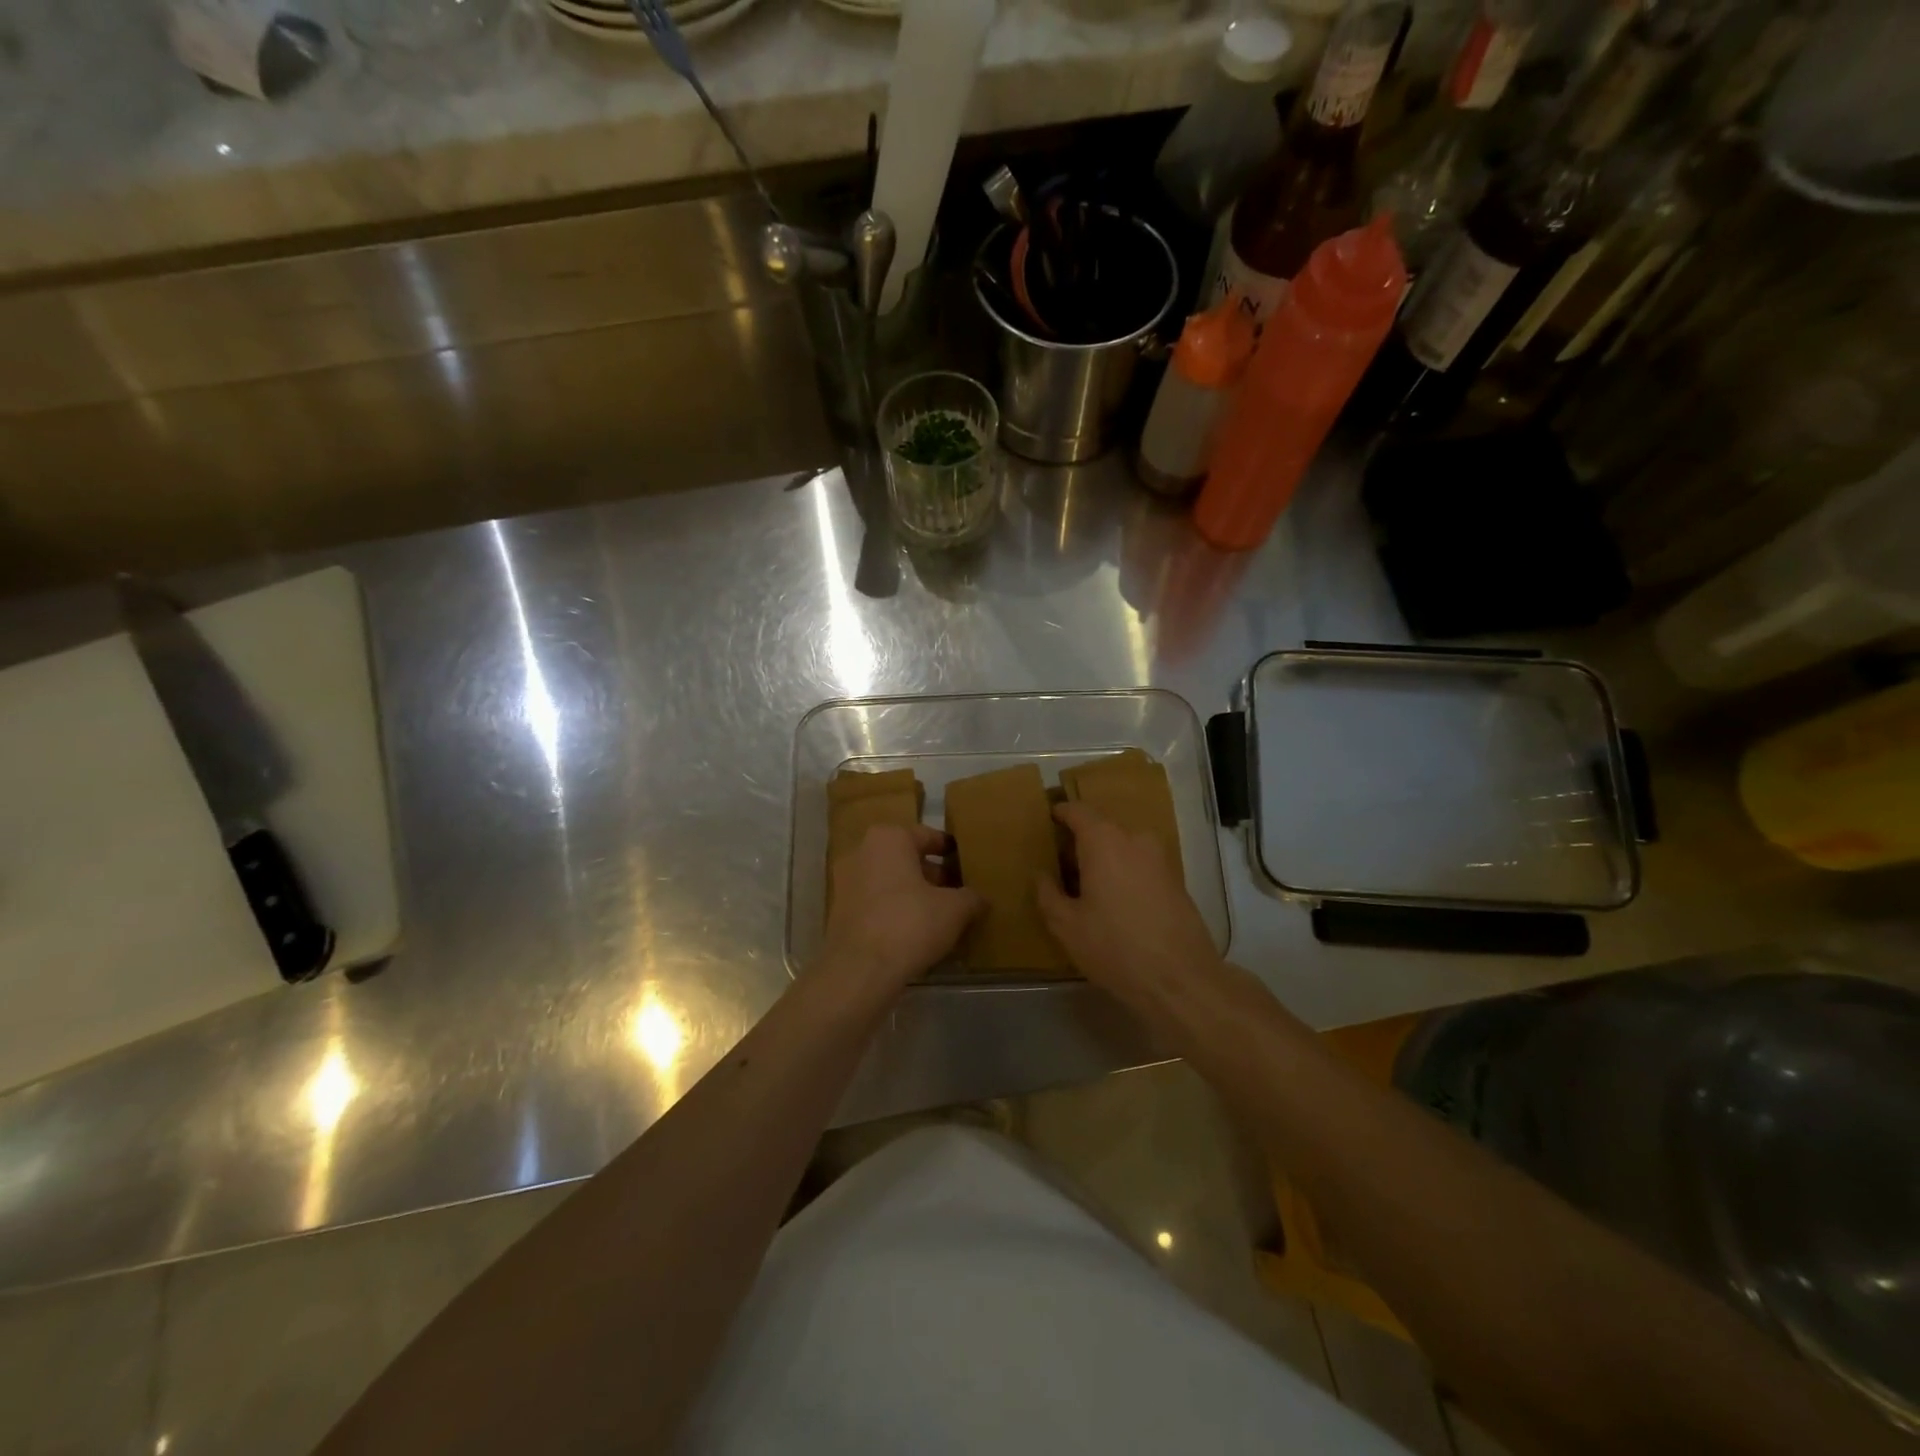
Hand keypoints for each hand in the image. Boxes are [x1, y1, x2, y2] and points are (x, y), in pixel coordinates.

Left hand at [821, 824, 982, 998]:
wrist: (859, 969)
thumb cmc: (910, 923)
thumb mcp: (954, 909)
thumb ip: (970, 898)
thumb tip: (980, 899)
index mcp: (889, 838)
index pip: (927, 836)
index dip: (949, 850)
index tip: (964, 862)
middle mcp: (861, 851)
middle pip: (905, 858)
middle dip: (930, 874)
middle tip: (955, 891)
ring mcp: (845, 882)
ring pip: (888, 881)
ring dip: (911, 893)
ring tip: (938, 914)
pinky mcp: (838, 911)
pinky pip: (874, 902)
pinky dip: (893, 910)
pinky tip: (914, 930)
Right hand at [1037, 802, 1219, 1002]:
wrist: (1181, 980)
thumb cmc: (1115, 948)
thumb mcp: (1067, 926)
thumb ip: (1048, 894)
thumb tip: (1042, 875)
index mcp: (1104, 842)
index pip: (1078, 811)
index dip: (1061, 813)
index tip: (1048, 820)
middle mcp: (1135, 840)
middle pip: (1102, 828)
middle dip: (1081, 842)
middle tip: (1062, 865)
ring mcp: (1160, 859)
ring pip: (1124, 847)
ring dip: (1105, 859)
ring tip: (1088, 887)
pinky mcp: (1176, 880)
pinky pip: (1141, 865)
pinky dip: (1125, 873)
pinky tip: (1116, 902)